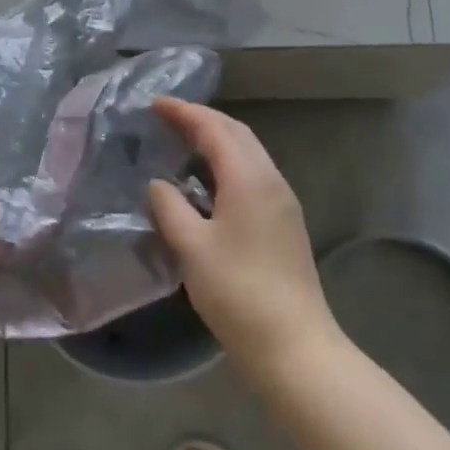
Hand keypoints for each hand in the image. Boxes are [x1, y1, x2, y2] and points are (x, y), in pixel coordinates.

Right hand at [148, 99, 339, 382]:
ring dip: (216, 139)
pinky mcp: (285, 222)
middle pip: (236, 133)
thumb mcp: (191, 248)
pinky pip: (253, 173)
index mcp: (248, 178)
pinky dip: (227, 162)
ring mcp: (282, 202)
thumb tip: (157, 184)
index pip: (214, 129)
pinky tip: (207, 180)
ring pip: (248, 152)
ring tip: (182, 141)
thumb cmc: (238, 293)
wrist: (294, 346)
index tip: (154, 103)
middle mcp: (270, 180)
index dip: (184, 112)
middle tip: (166, 117)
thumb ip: (169, 207)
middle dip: (201, 119)